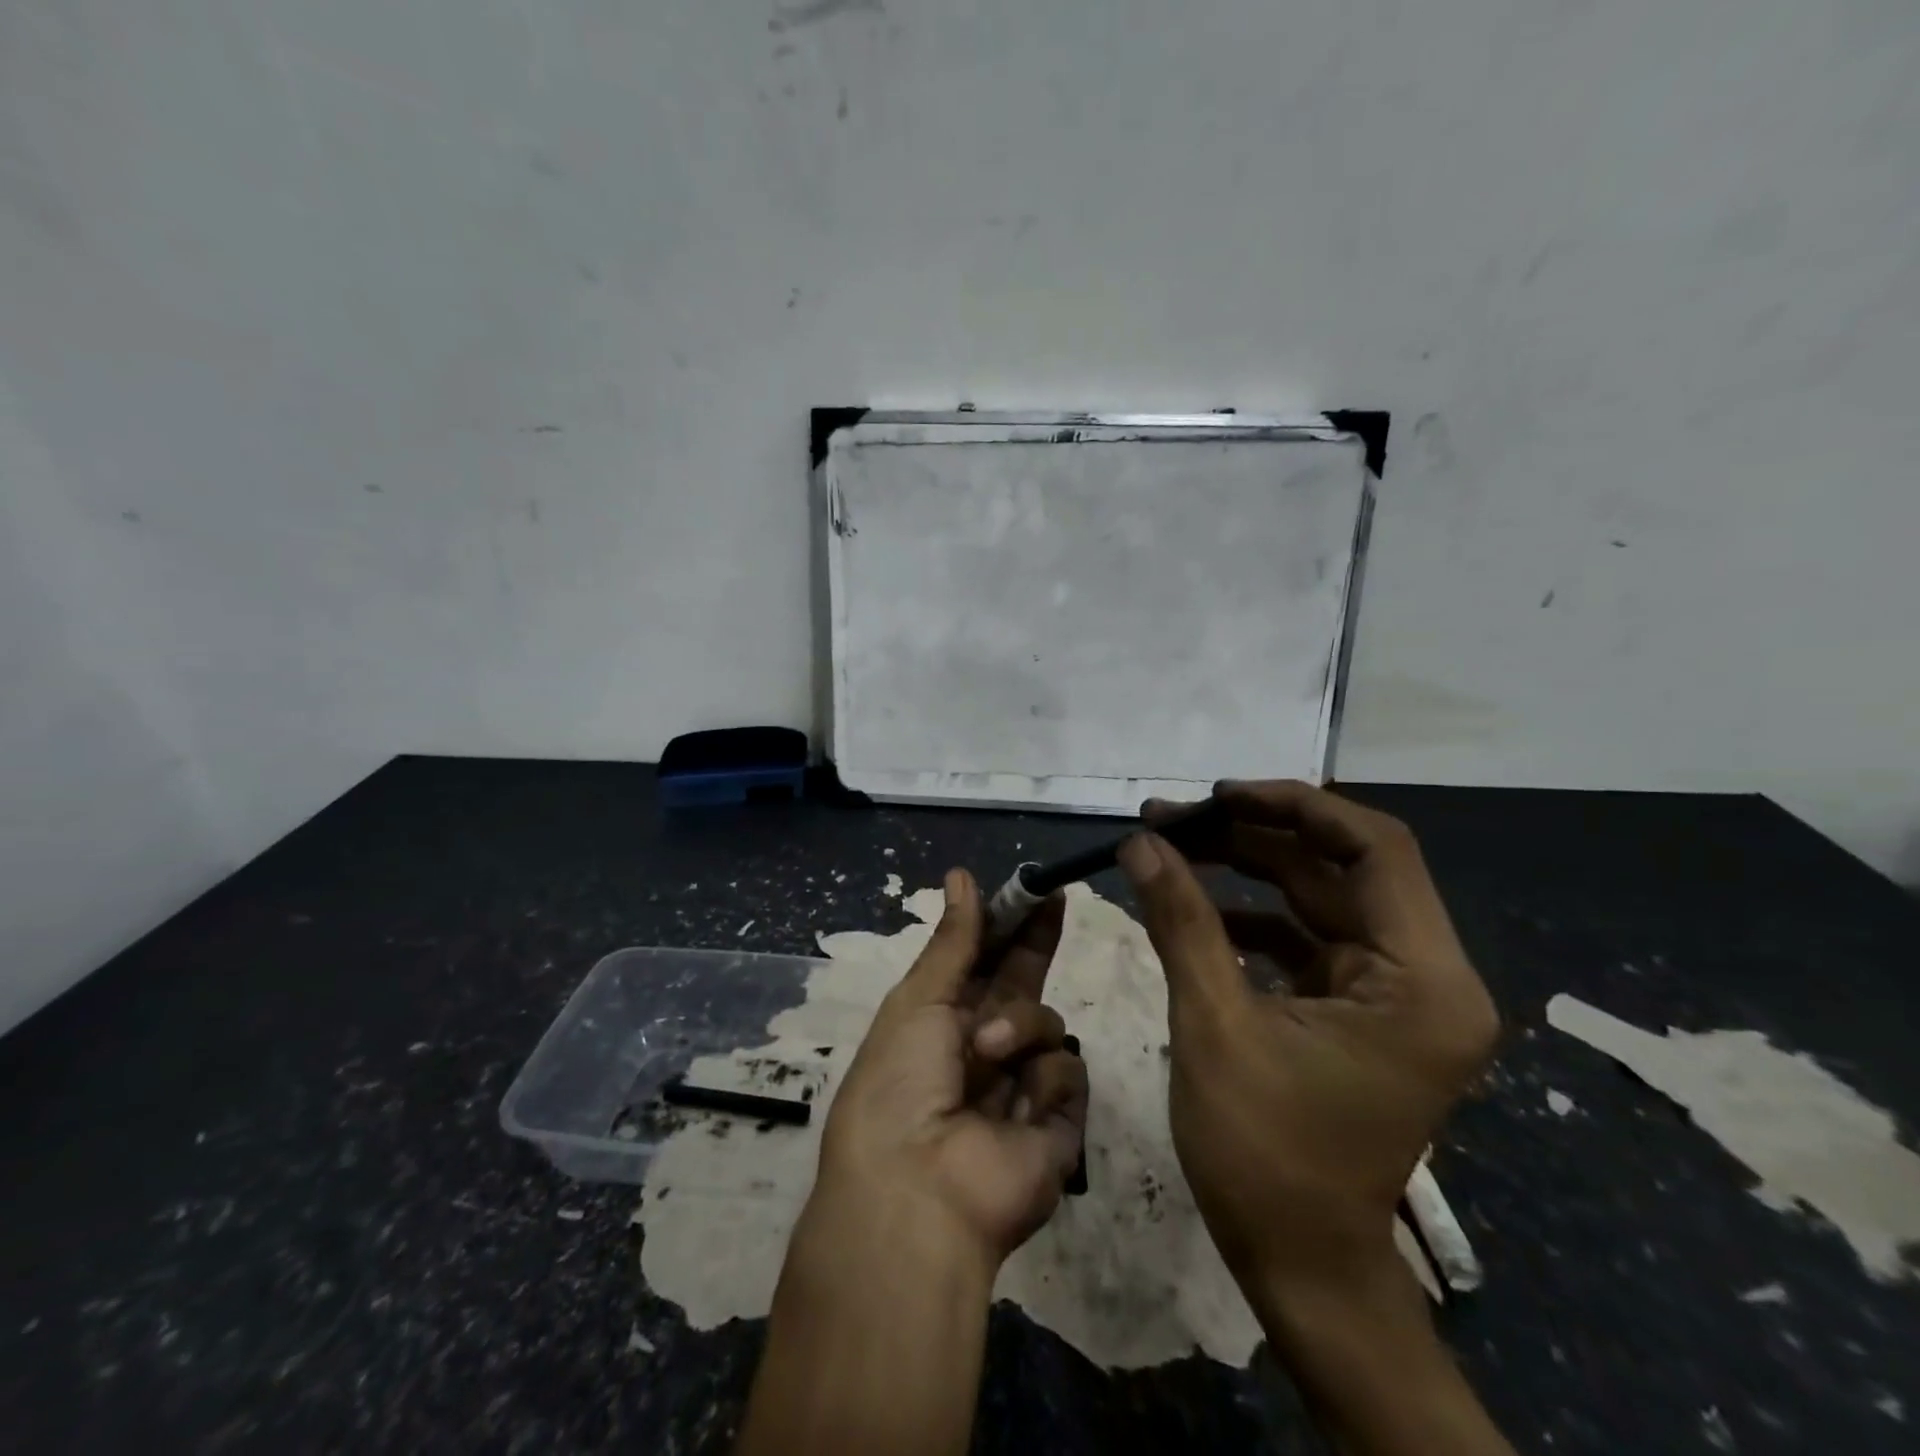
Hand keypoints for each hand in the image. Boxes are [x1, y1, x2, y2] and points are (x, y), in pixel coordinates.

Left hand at [809, 867, 1089, 1271]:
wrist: (916, 1193)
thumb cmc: (900, 1083)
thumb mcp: (918, 1001)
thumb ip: (953, 941)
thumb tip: (961, 875)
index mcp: (943, 1020)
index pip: (984, 960)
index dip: (1006, 924)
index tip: (1030, 887)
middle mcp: (985, 1048)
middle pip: (1024, 983)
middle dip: (1038, 941)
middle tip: (1057, 896)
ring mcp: (1022, 1085)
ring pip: (1047, 1023)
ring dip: (1019, 1027)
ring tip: (987, 1056)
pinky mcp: (1058, 1123)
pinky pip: (1068, 1073)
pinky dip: (1043, 1081)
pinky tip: (1018, 1106)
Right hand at [1119, 780, 1498, 1295]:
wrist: (1302, 1266)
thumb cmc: (1266, 1156)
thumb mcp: (1214, 1025)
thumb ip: (1180, 922)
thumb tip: (1139, 841)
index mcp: (1422, 981)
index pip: (1377, 849)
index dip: (1296, 806)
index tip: (1218, 795)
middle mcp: (1425, 977)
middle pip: (1341, 867)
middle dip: (1254, 835)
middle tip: (1173, 818)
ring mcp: (1392, 994)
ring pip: (1319, 897)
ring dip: (1247, 868)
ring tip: (1172, 846)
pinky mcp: (1358, 1009)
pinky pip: (1306, 937)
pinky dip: (1252, 915)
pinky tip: (1194, 904)